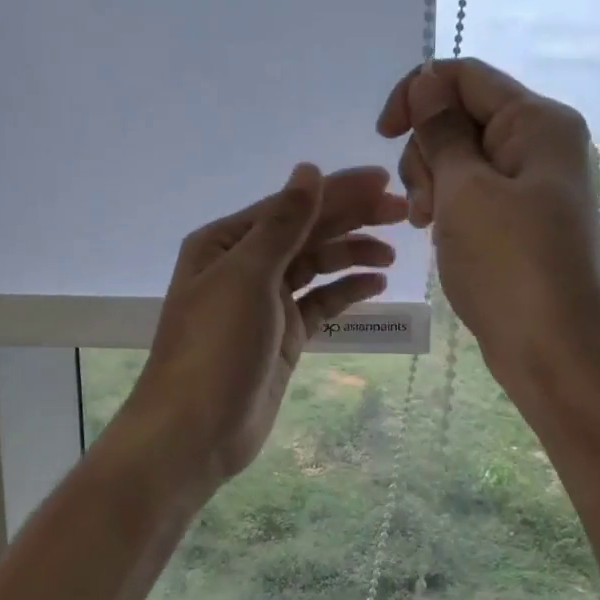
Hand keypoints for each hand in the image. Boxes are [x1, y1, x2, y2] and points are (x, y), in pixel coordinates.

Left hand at [113, 164, 406, 491]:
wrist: (197, 430)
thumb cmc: (216, 346)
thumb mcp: (249, 276)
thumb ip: (284, 223)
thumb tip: (308, 169)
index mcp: (227, 242)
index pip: (292, 205)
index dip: (338, 190)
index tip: (384, 181)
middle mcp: (245, 265)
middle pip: (307, 231)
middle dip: (353, 218)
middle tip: (403, 212)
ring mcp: (265, 302)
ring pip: (316, 265)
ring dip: (352, 254)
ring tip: (393, 253)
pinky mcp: (283, 335)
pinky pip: (320, 302)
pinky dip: (346, 291)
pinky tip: (376, 284)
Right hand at [377, 58, 599, 391]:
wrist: (552, 348)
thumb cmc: (508, 264)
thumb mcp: (464, 191)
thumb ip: (441, 131)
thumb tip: (427, 81)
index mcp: (537, 121)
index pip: (465, 76)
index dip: (417, 94)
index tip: (383, 133)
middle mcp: (541, 142)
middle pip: (462, 116)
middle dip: (427, 150)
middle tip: (423, 202)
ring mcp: (533, 183)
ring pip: (462, 157)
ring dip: (433, 182)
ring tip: (427, 224)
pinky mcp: (523, 217)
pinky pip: (475, 191)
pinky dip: (449, 205)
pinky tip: (436, 232)